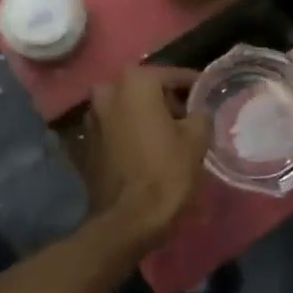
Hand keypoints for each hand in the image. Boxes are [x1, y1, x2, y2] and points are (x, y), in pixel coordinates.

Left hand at [80, 66, 211, 247]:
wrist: (127, 218)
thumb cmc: (165, 171)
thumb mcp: (196, 139)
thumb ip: (200, 114)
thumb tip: (198, 110)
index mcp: (135, 82)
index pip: (171, 74)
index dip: (192, 85)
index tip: (206, 92)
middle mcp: (107, 90)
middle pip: (145, 88)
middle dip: (165, 99)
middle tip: (188, 116)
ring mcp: (92, 115)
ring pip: (126, 106)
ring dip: (145, 114)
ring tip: (167, 133)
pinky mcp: (86, 140)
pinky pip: (115, 126)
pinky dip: (129, 130)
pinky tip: (146, 147)